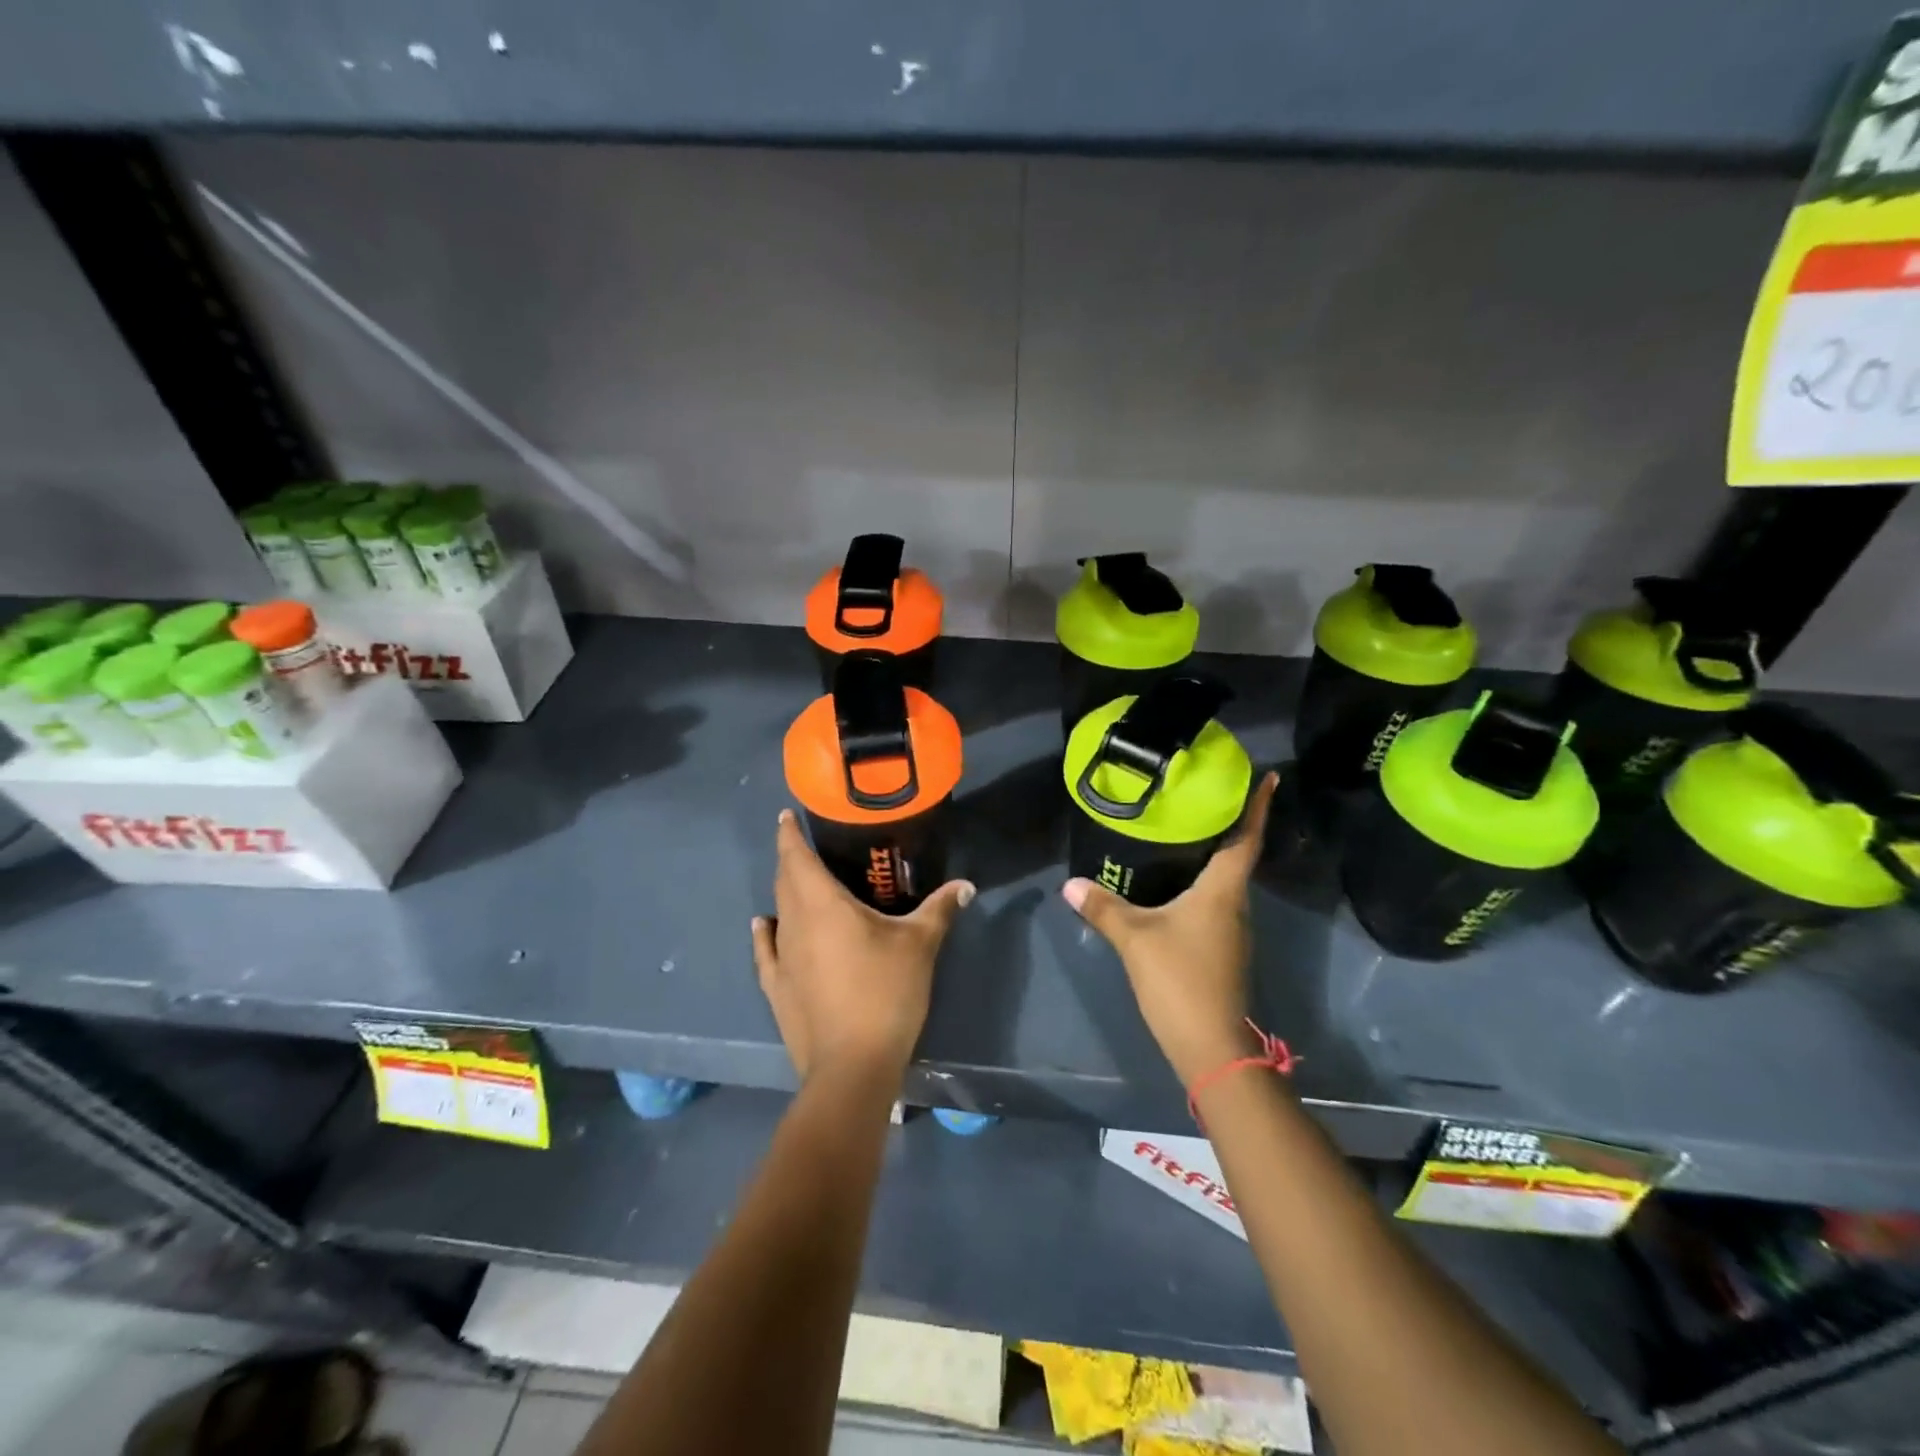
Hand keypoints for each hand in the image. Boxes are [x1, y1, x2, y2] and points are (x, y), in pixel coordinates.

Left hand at [751, 809, 974, 1087]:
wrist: (852, 1066)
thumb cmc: (885, 993)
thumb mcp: (919, 945)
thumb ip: (940, 909)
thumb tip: (966, 885)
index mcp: (822, 904)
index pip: (796, 857)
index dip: (789, 833)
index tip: (786, 815)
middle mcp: (795, 923)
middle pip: (785, 881)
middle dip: (792, 858)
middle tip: (807, 845)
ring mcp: (781, 957)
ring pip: (778, 911)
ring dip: (785, 892)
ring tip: (799, 881)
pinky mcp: (777, 987)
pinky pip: (767, 949)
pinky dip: (766, 931)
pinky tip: (764, 924)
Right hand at [1062, 771, 1276, 1085]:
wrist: (1211, 1046)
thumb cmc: (1181, 979)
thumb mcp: (1135, 938)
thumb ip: (1103, 908)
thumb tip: (1070, 883)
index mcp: (1222, 891)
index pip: (1245, 840)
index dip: (1257, 807)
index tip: (1268, 777)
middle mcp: (1234, 905)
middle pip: (1236, 856)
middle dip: (1226, 824)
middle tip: (1202, 794)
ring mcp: (1230, 930)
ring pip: (1223, 881)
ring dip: (1211, 855)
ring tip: (1183, 831)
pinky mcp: (1221, 950)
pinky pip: (1213, 903)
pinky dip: (1199, 883)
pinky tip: (1174, 883)